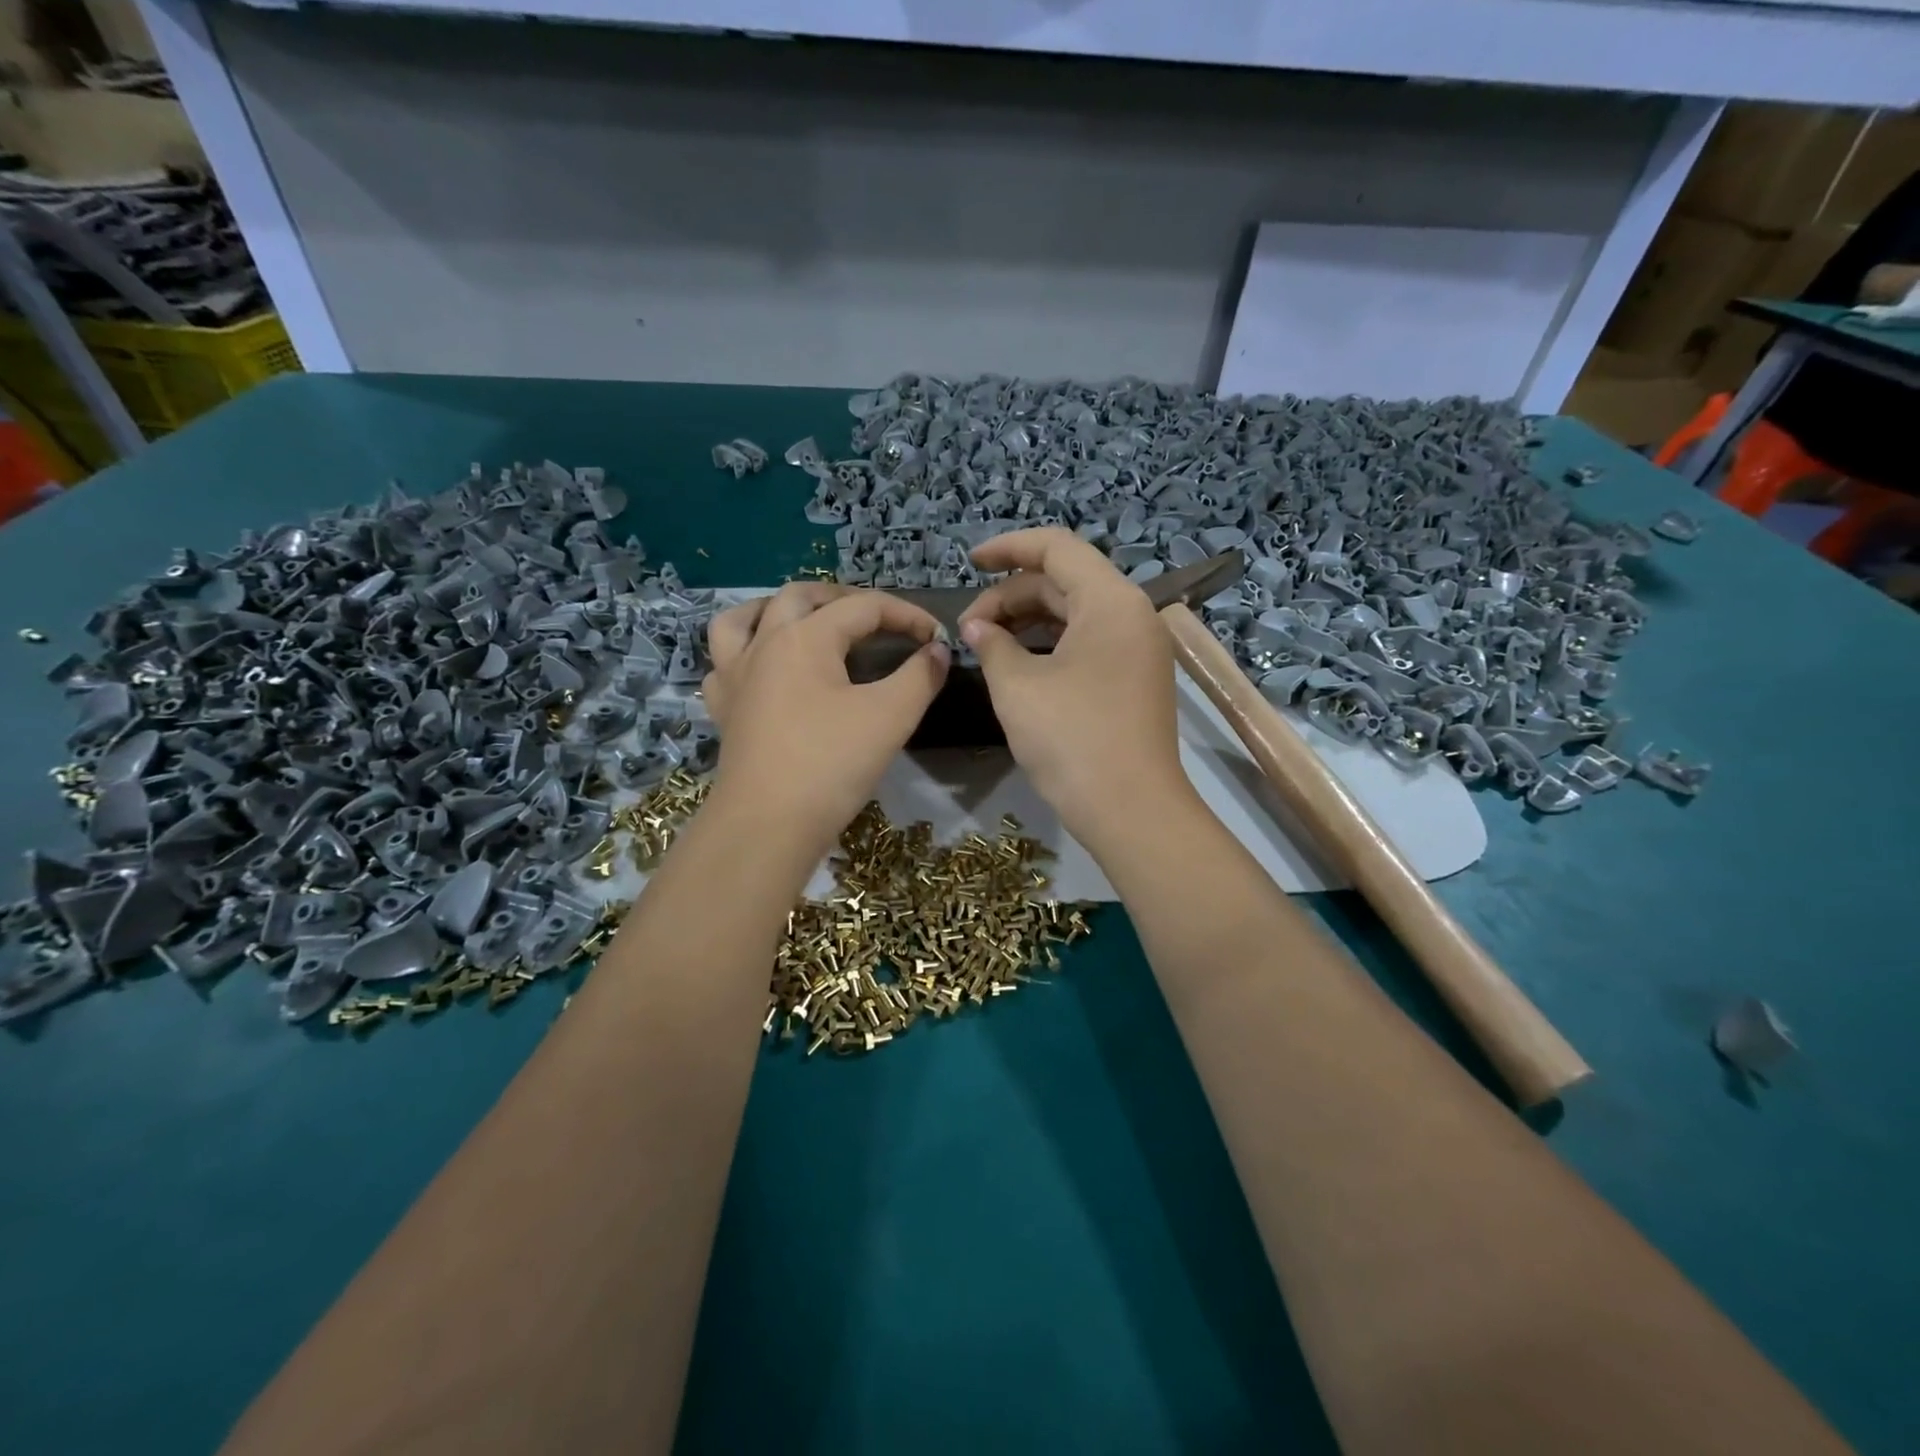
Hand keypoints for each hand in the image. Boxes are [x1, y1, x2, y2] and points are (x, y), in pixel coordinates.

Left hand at [703, 583, 949, 849]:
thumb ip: (920, 676)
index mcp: (804, 637)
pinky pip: (725, 663)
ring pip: (744, 618)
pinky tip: (764, 671)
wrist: (766, 825)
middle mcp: (764, 644)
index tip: (936, 639)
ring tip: (803, 622)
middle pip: (800, 596)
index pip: (863, 607)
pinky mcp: (724, 709)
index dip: (906, 616)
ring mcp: (735, 676)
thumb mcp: (890, 717)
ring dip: (777, 610)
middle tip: (876, 620)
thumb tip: (937, 652)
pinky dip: (745, 654)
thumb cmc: (831, 764)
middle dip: (843, 599)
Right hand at [957, 528, 1189, 844]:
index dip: (1008, 548)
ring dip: (1029, 620)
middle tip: (968, 628)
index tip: (968, 562)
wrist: (1131, 810)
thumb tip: (977, 628)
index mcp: (1111, 601)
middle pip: (1065, 581)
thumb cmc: (1072, 739)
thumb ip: (992, 645)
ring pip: (1076, 613)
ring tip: (987, 643)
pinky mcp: (1135, 678)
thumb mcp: (1018, 687)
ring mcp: (1139, 649)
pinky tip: (1019, 662)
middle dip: (1011, 596)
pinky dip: (1051, 644)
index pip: (1056, 547)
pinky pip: (1089, 642)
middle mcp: (1132, 615)